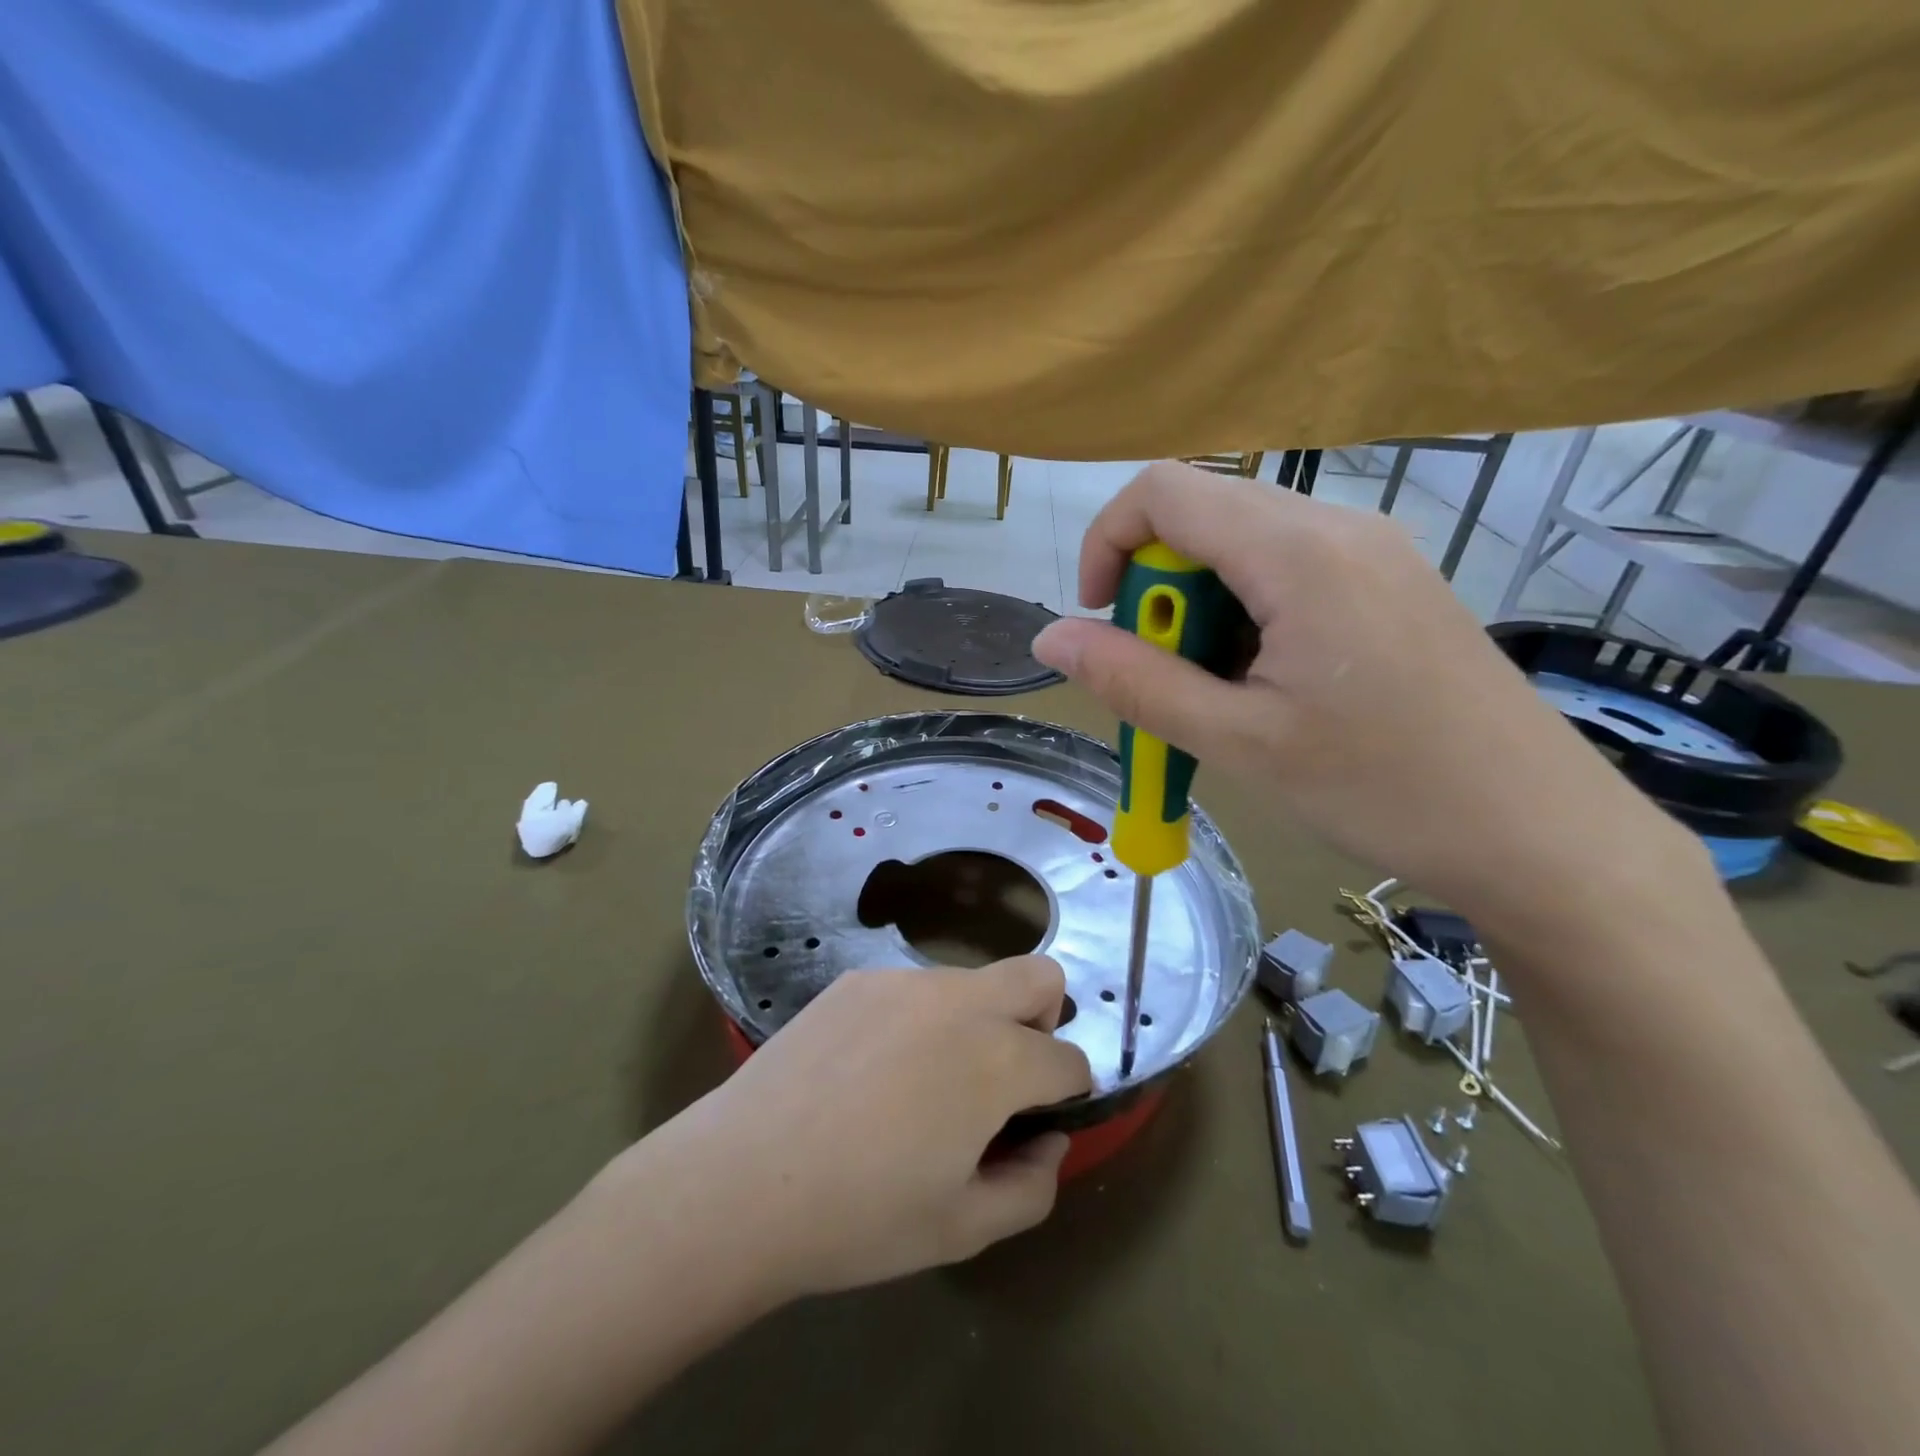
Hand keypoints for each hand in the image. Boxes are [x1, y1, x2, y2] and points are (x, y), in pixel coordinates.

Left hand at [616, 956, 1091, 1301]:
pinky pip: (913, 989)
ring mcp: (903, 980)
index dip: (1066, 1097)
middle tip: (1002, 1081)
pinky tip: (870, 1071)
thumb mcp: (963, 1229)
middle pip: (1040, 976)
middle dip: (1043, 1022)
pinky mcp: (858, 979)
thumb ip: (1033, 1187)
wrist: (742, 1178)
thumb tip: (1048, 1141)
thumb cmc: (860, 1215)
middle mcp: (959, 1001)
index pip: (1069, 1060)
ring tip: (920, 1085)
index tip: (1034, 1125)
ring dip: (974, 1024)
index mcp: (997, 1060)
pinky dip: (918, 1020)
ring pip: (972, 983)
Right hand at [1031, 463, 1704, 933]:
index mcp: (1297, 551)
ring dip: (1202, 611)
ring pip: (1244, 547)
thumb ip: (1133, 683)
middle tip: (1171, 680)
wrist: (1542, 834)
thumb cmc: (1383, 789)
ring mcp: (1374, 552)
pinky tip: (1271, 689)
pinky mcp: (1392, 585)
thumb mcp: (1237, 741)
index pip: (1163, 491)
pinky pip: (1289, 571)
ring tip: (1223, 697)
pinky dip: (1248, 617)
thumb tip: (1048, 639)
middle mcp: (1338, 526)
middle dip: (1159, 591)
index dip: (1107, 543)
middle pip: (1204, 515)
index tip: (1103, 623)